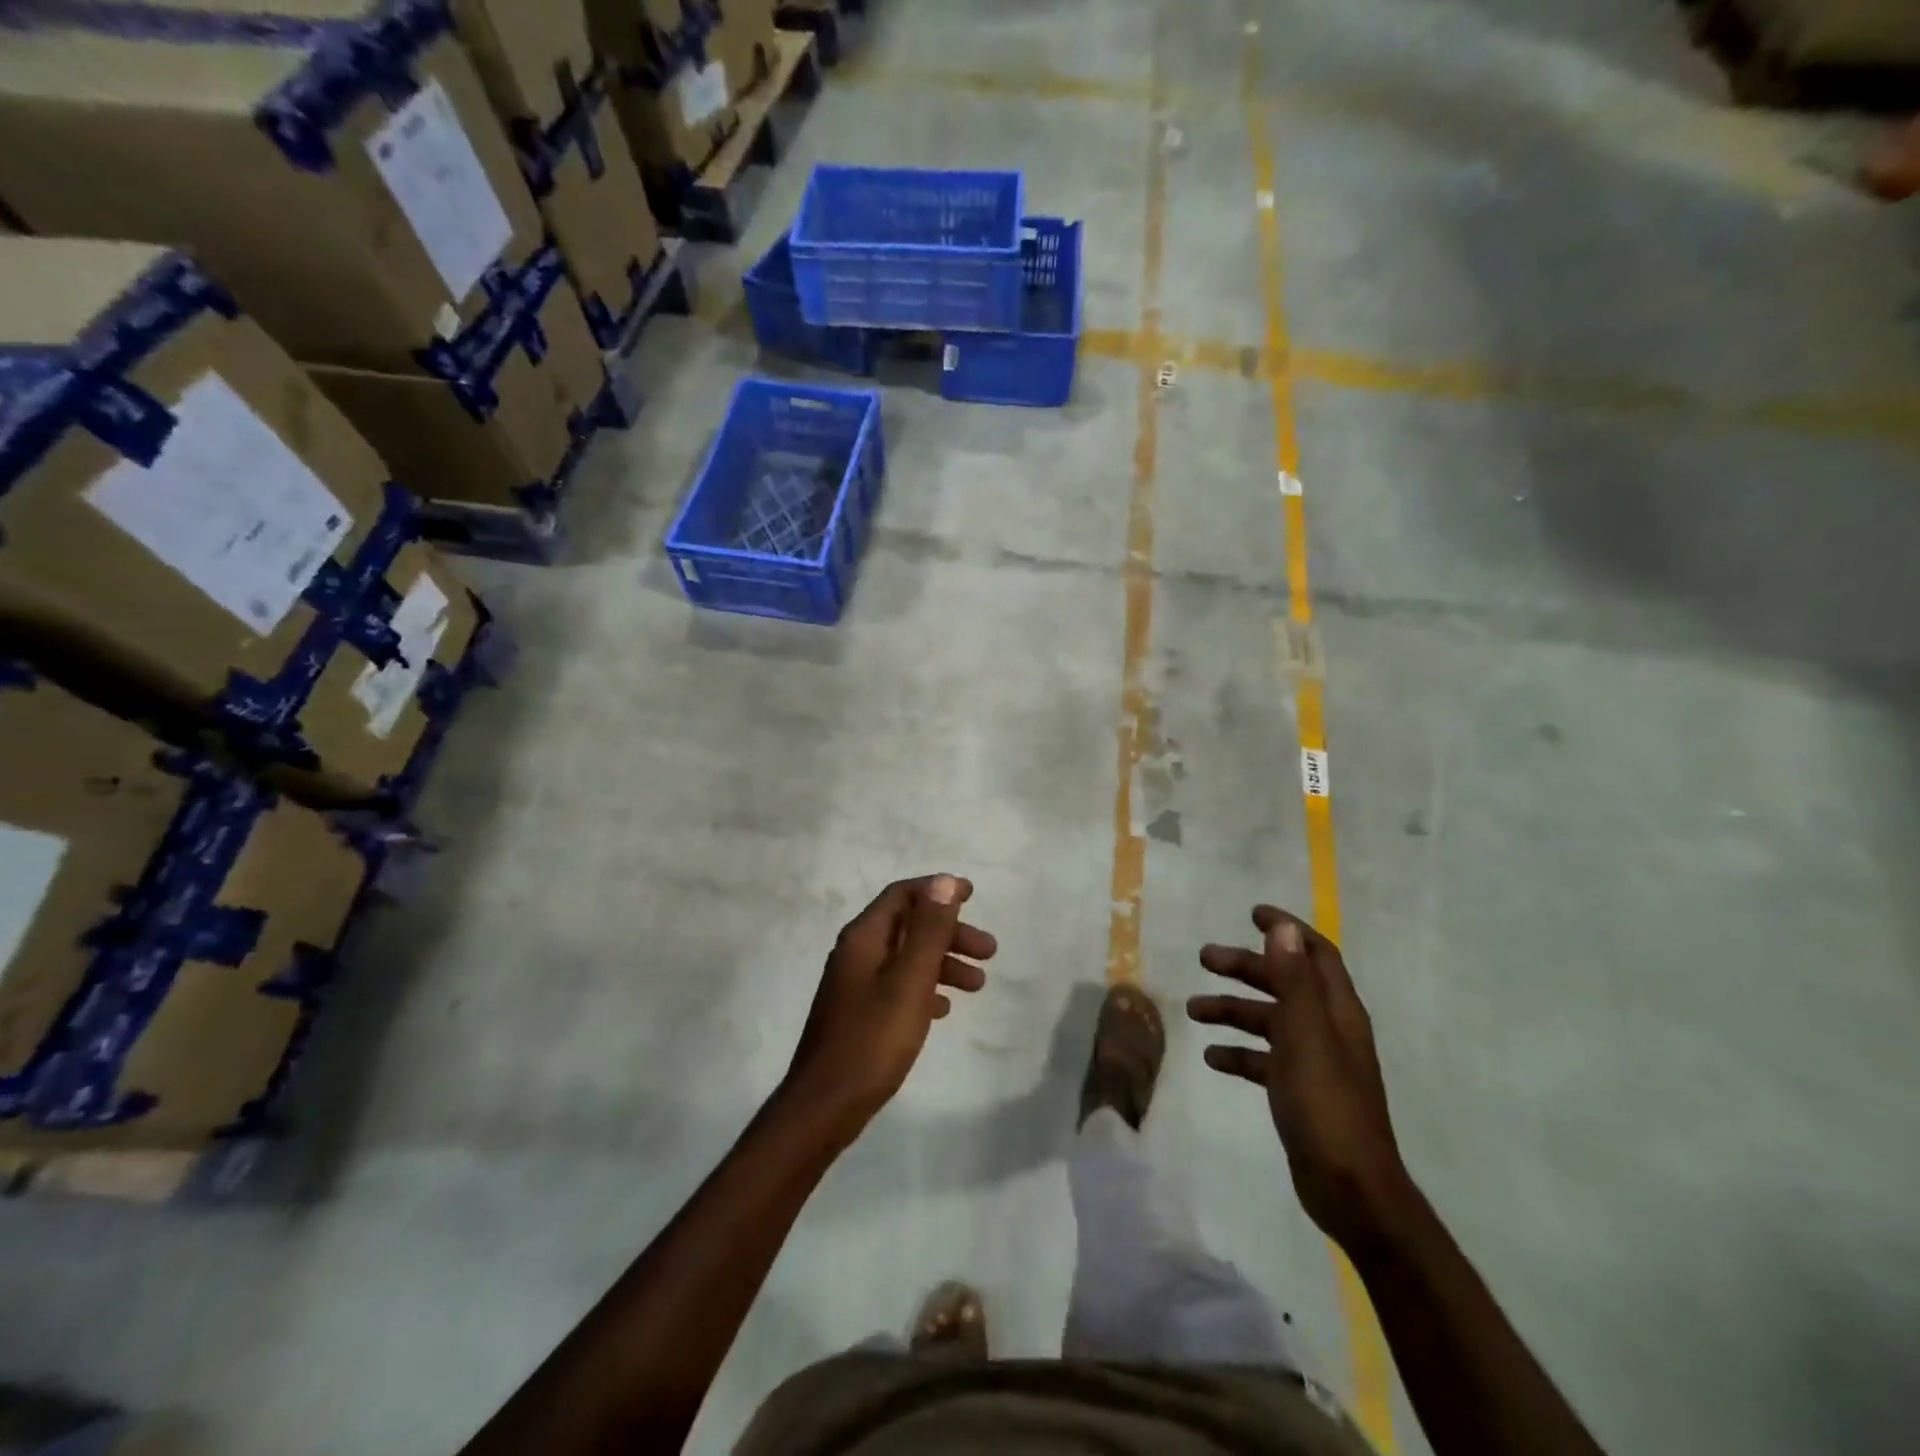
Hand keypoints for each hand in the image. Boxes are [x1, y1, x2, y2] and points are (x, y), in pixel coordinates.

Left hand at [784, 875, 996, 1129]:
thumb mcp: (909, 981)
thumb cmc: (872, 1039)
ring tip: (978, 985)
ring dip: (942, 963)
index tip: (973, 895)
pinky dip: (924, 987)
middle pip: (908, 927)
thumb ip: (929, 931)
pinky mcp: (858, 1013)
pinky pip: (897, 986)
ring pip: (906, 958)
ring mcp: (854, 984)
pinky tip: (944, 1009)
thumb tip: (944, 881)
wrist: (824, 1106)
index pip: (902, 895)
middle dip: (949, 933)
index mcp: (863, 938)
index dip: (937, 890)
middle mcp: (856, 953)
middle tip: (989, 952)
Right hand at [1189, 906, 1412, 1249]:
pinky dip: (1239, 1052)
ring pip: (1269, 1020)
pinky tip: (1212, 1058)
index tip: (1251, 913)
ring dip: (1233, 1009)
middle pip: (1284, 983)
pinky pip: (1263, 1059)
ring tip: (1194, 1010)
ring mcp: (1314, 1062)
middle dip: (1245, 967)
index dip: (1286, 930)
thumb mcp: (1306, 1036)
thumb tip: (1283, 928)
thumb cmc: (1327, 1106)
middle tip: (1203, 958)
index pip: (1315, 953)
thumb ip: (1294, 981)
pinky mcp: (1299, 1092)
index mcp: (1337, 1011)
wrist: (1350, 1189)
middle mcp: (1328, 1029)